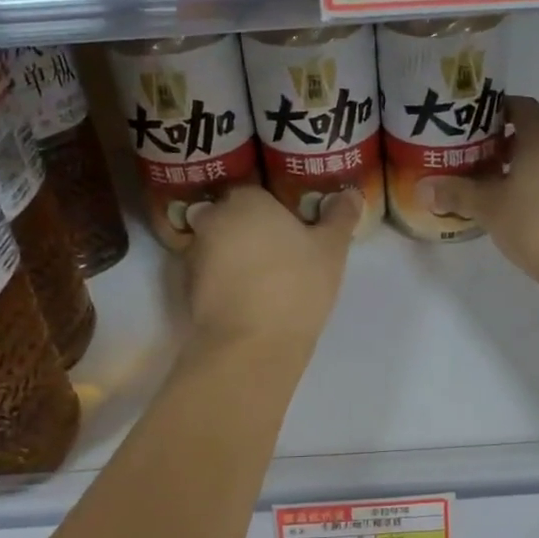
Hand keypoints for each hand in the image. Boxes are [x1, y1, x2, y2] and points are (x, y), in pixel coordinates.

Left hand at [184, 185, 360, 355]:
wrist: (252, 345)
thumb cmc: (296, 285)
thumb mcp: (331, 249)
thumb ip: (340, 216)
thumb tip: (352, 194)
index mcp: (245, 199)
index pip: (258, 192)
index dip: (277, 209)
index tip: (294, 228)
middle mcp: (212, 219)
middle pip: (234, 217)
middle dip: (253, 231)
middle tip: (282, 253)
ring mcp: (194, 255)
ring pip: (220, 247)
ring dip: (237, 257)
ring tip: (267, 280)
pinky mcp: (187, 289)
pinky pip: (211, 276)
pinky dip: (226, 282)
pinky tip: (250, 300)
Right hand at [431, 96, 538, 319]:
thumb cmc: (536, 225)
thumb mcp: (489, 208)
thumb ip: (456, 192)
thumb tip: (423, 188)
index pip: (515, 105)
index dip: (489, 116)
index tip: (468, 134)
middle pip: (537, 122)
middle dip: (509, 136)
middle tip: (481, 158)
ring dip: (531, 154)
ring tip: (504, 180)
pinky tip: (532, 196)